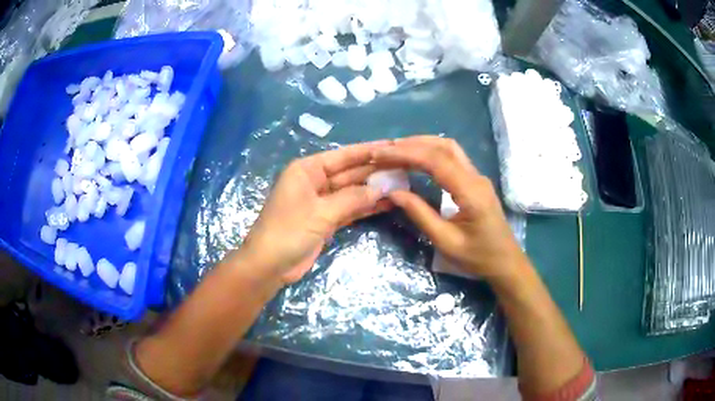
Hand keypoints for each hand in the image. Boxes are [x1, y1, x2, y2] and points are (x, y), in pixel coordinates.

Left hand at [239, 141, 391, 284]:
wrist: (269, 265)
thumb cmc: (288, 231)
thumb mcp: (321, 213)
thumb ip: (352, 199)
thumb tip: (382, 189)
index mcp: (307, 170)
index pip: (343, 156)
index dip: (368, 151)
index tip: (393, 146)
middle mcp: (315, 181)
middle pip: (349, 173)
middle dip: (375, 172)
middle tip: (404, 169)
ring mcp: (321, 202)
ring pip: (352, 192)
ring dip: (373, 191)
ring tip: (402, 185)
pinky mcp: (326, 220)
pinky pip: (349, 209)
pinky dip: (366, 207)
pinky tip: (387, 204)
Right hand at [372, 136, 526, 281]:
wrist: (506, 262)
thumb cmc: (478, 257)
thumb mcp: (446, 242)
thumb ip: (420, 214)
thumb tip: (393, 192)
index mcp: (471, 192)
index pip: (436, 161)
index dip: (405, 153)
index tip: (380, 154)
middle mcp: (476, 177)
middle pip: (443, 147)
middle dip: (411, 144)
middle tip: (383, 150)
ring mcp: (478, 177)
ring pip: (449, 148)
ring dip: (421, 144)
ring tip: (395, 150)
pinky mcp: (475, 181)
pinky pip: (452, 157)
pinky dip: (431, 152)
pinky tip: (416, 158)